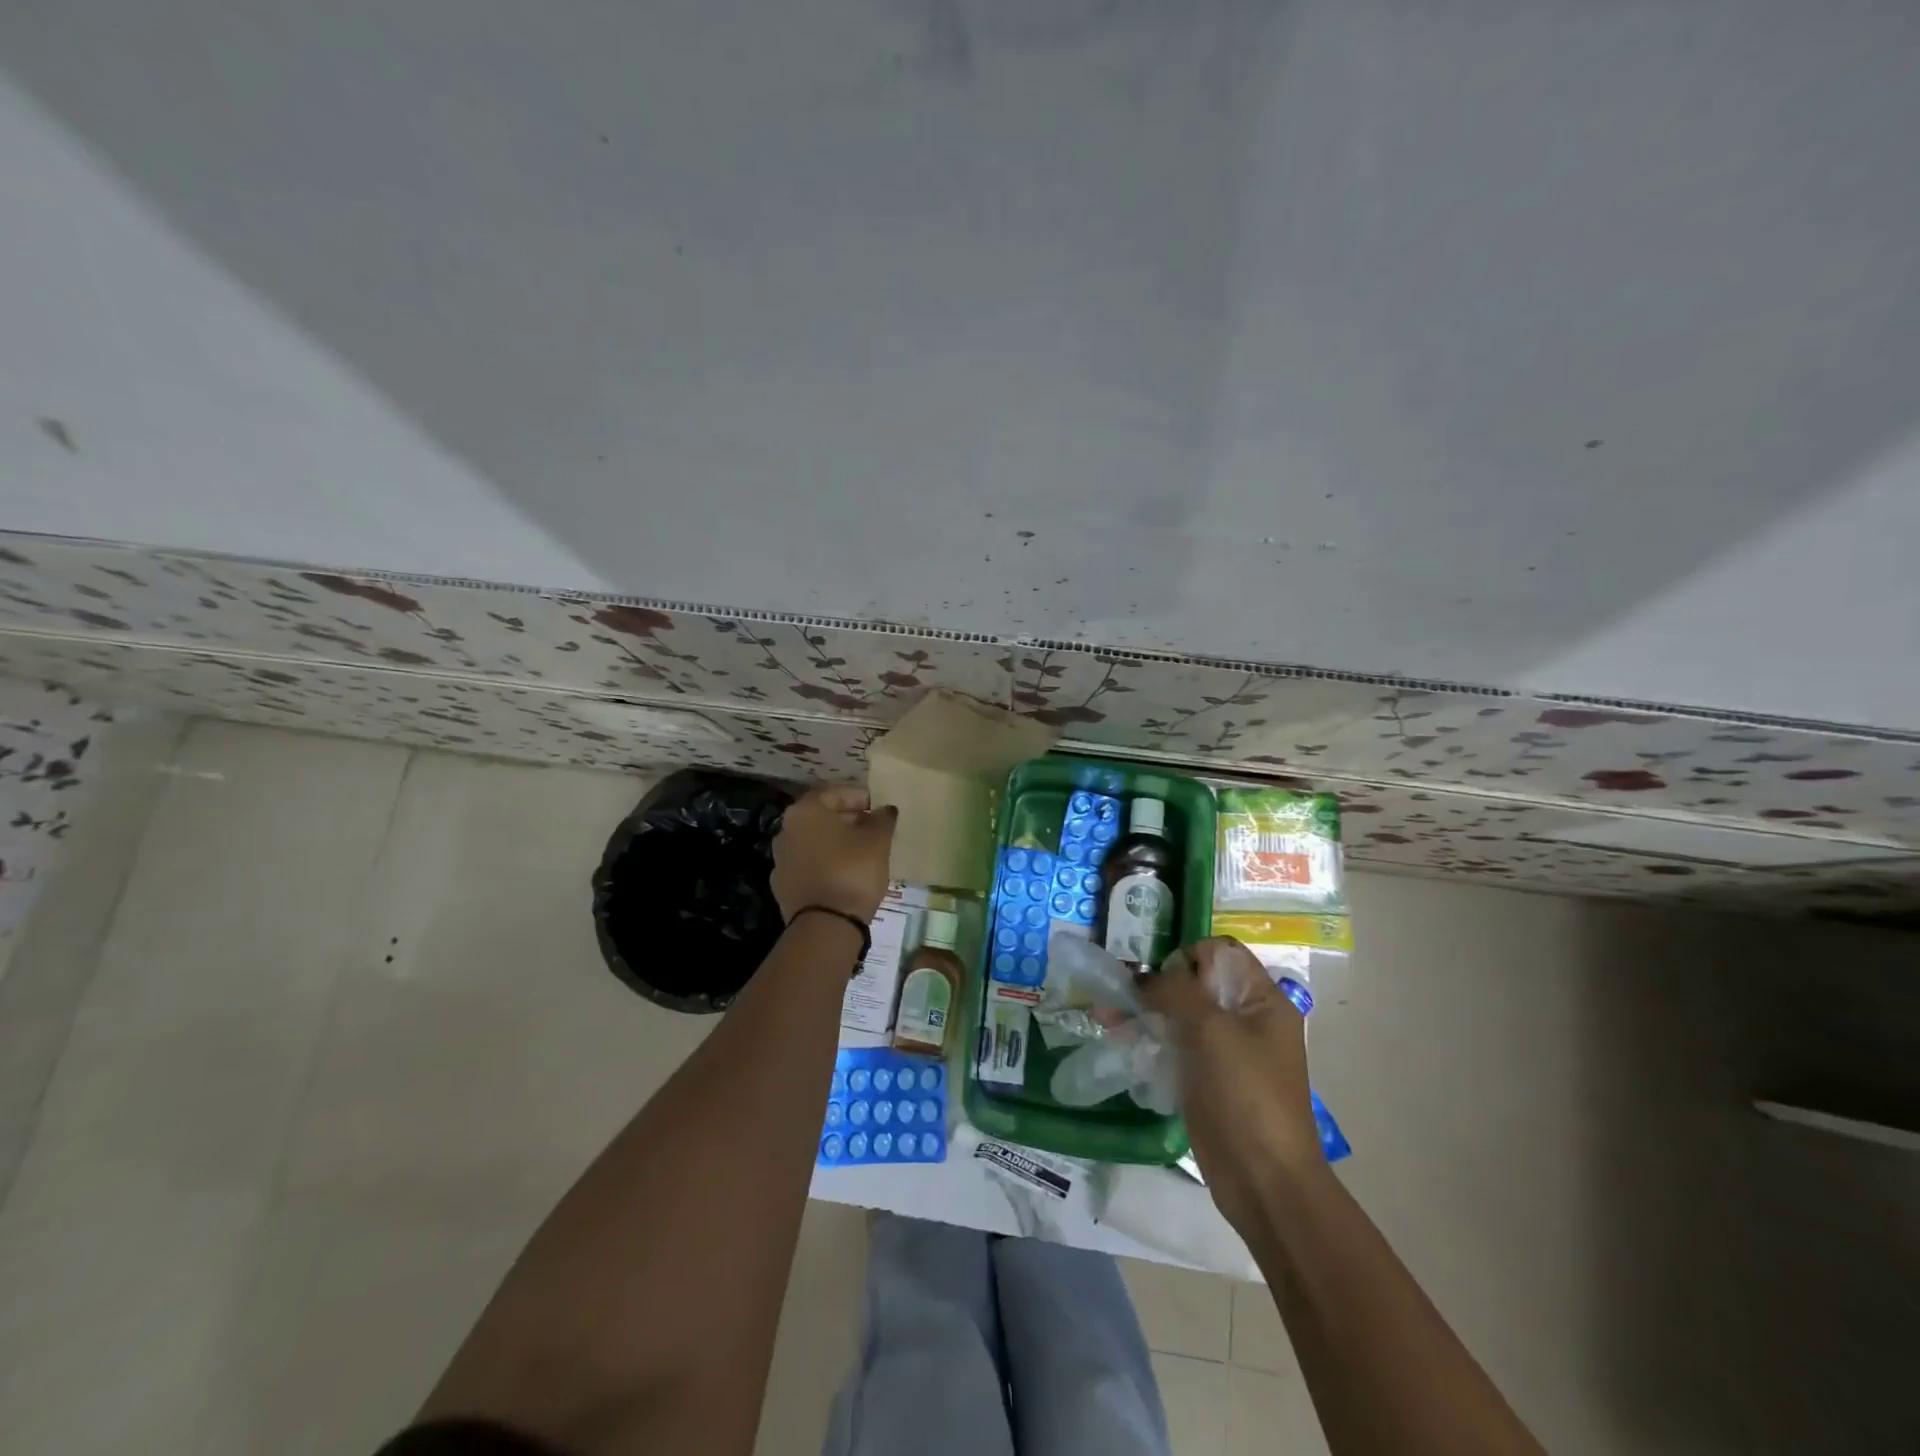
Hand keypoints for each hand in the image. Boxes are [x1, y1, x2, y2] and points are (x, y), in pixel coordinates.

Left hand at [771, 784, 897, 924]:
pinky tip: (845, 873)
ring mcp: (781, 859)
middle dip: (847, 818)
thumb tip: (884, 809)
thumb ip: (882, 819)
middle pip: (820, 816)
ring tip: (862, 851)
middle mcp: (786, 829)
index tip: (877, 806)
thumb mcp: (877, 840)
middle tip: (872, 827)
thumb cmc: (852, 870)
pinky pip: (808, 864)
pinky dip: (825, 862)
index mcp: (806, 811)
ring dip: (835, 841)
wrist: (825, 925)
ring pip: (813, 840)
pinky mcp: (783, 885)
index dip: (858, 796)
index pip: (833, 792)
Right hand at [1140, 937, 1327, 1229]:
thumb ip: (1179, 991)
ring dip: (1144, 1010)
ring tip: (1106, 1016)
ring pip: (1178, 1013)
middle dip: (1156, 983)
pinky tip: (1118, 1038)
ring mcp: (1223, 1049)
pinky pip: (1172, 1043)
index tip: (1163, 977)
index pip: (1221, 953)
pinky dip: (1147, 1037)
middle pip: (1195, 982)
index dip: (1190, 956)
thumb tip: (1146, 978)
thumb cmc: (1247, 1095)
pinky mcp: (1203, 1076)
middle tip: (1122, 993)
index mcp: (1262, 1000)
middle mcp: (1244, 1018)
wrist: (1264, 1180)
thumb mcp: (1214, 1030)